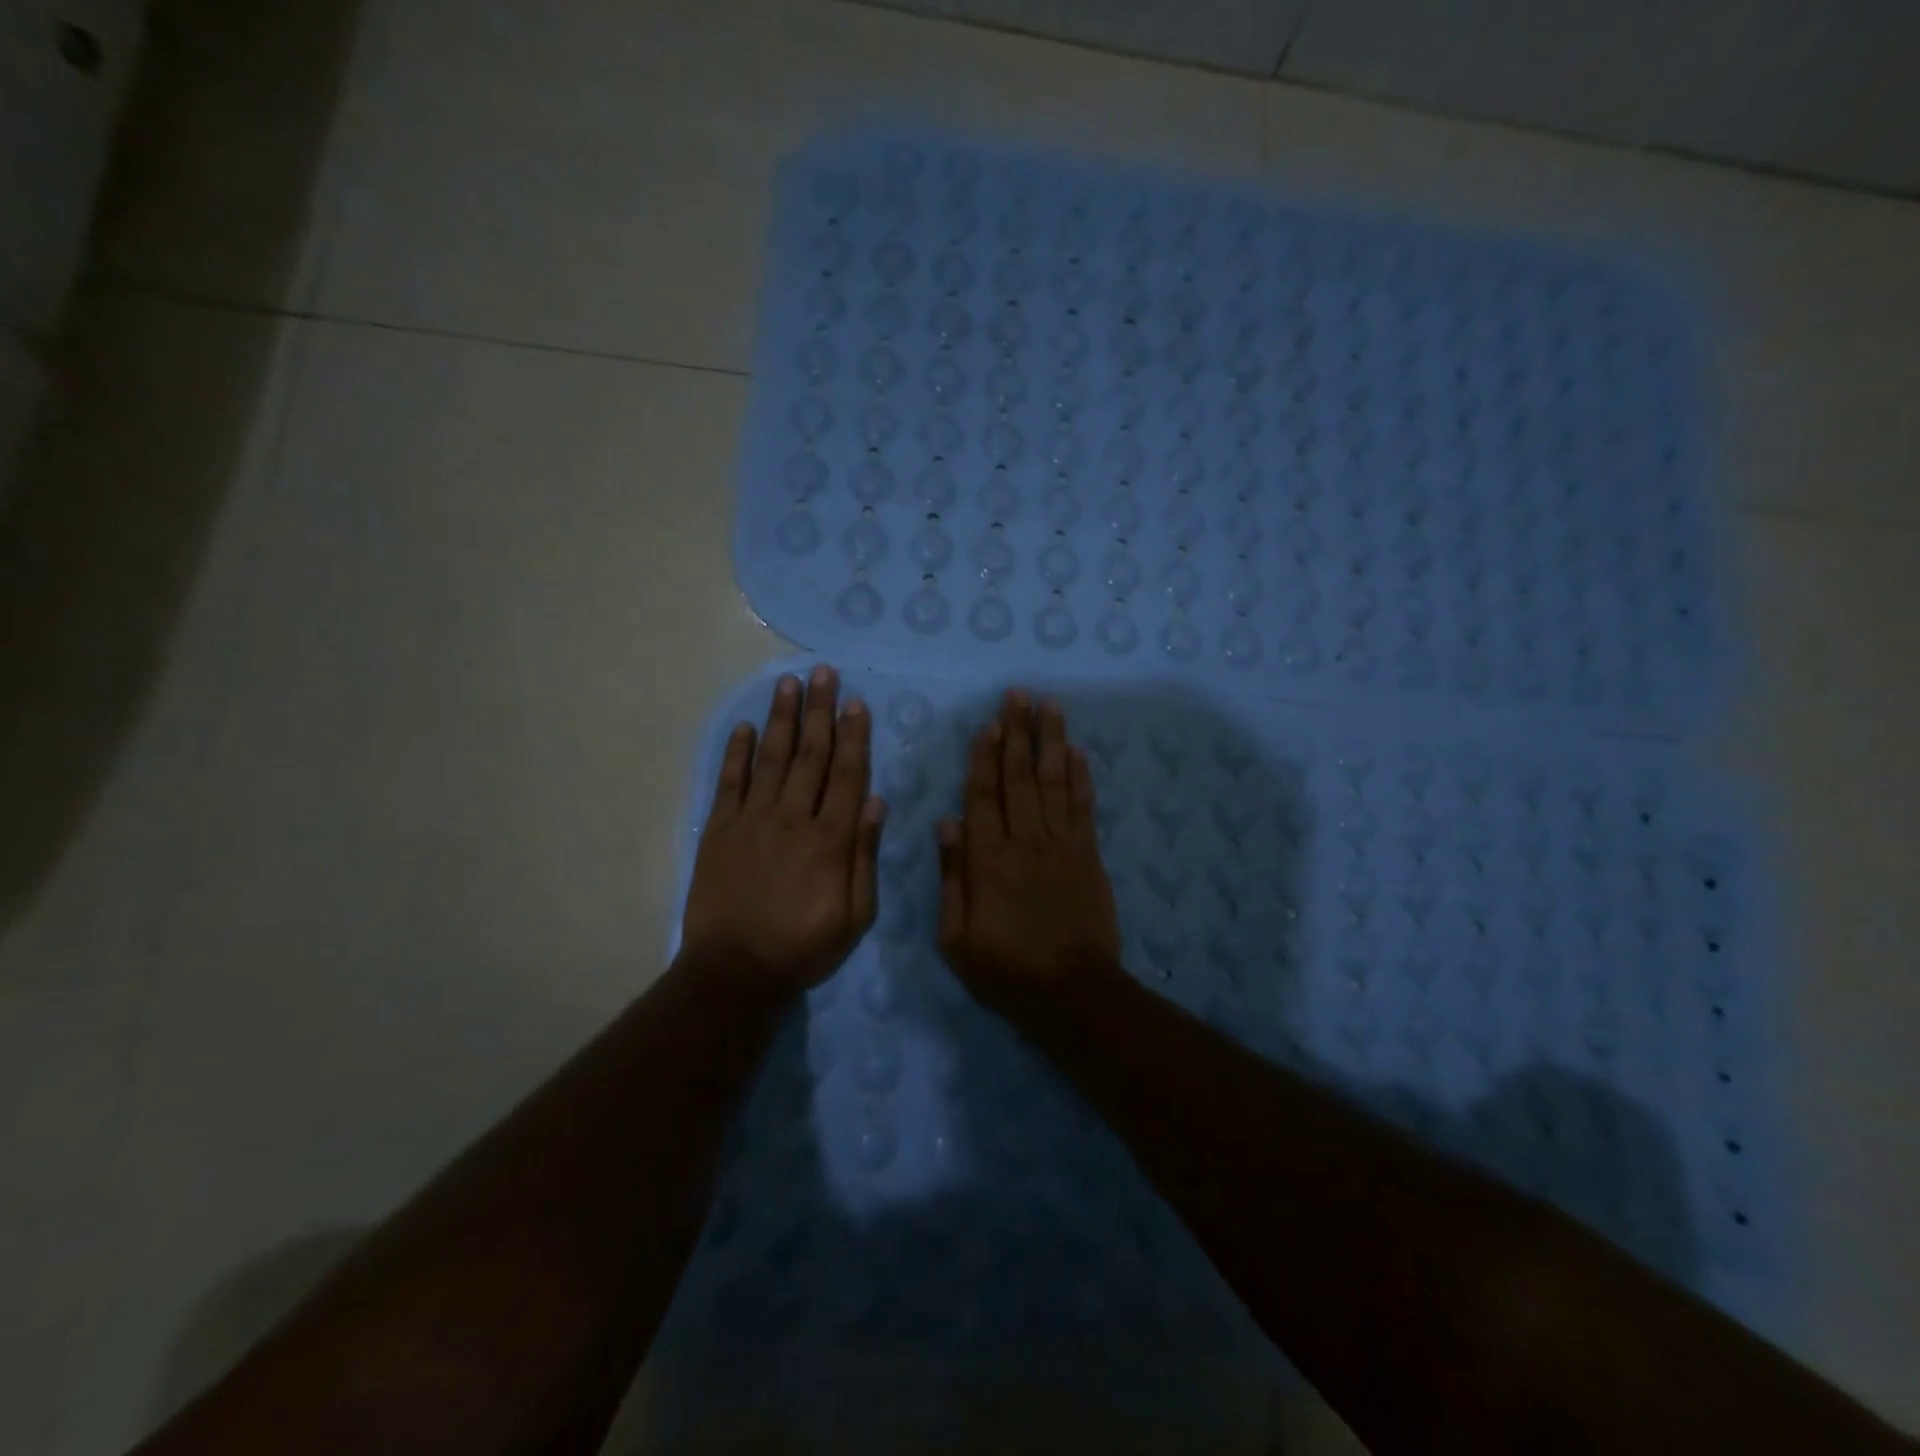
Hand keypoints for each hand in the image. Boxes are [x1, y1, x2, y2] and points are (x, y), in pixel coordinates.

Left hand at [680, 665, 885, 992]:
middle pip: (810, 755)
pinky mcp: (720, 830)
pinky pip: (730, 782)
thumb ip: (865, 855)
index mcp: (830, 839)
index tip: (857, 702)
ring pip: (772, 758)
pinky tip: (746, 727)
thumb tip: (876, 801)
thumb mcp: (855, 915)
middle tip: (823, 672)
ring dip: (782, 719)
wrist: (734, 971)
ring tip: (788, 683)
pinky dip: (737, 753)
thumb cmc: (803, 946)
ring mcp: (752, 820)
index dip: (853, 736)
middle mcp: (792, 818)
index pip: (846, 775)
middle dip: (819, 711)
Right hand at [936, 690, 1122, 1010]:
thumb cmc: (1005, 969)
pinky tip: (1077, 750)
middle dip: (1018, 733)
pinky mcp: (1089, 855)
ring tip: (1049, 706)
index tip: (989, 723)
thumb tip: (946, 823)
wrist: (1071, 993)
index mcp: (988, 860)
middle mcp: (1026, 841)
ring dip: (1051, 741)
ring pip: (1054, 782)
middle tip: (1019, 694)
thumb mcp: (956, 937)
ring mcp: (1062, 845)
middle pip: (1020, 777)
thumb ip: (952, 877)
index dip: (985, 757)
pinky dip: (1081, 777)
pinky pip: (1084, 807)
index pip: (983, 796)